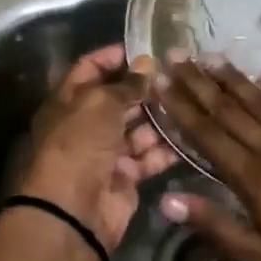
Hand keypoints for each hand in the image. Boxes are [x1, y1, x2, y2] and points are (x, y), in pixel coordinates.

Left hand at [19, 45, 177, 251]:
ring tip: (191, 102)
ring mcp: (106, 152)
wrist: (73, 212)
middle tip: (180, 76)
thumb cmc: (79, 145)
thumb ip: (127, 84)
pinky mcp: (126, 177)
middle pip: (119, 99)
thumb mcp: (100, 104)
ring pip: (138, 128)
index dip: (114, 57)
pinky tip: (192, 134)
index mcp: (69, 101)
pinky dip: (167, 148)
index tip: (145, 48)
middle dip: (146, 88)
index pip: (90, 69)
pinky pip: (149, 156)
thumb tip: (147, 64)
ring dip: (161, 117)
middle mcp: (86, 124)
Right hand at [153, 56, 260, 260]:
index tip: (161, 83)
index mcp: (257, 180)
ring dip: (236, 80)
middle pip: (232, 112)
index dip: (182, 109)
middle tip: (178, 56)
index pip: (210, 136)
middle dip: (201, 84)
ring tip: (213, 57)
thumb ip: (218, 227)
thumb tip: (168, 200)